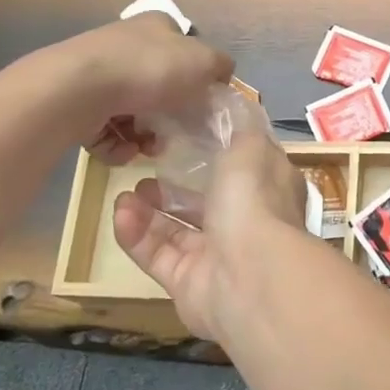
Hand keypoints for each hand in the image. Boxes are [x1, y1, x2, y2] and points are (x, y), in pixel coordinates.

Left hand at [64, 13, 233, 163]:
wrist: (78, 89)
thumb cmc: (150, 69)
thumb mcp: (203, 62)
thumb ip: (221, 67)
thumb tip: (223, 76)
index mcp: (156, 26)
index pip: (183, 47)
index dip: (196, 74)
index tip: (202, 102)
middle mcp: (125, 45)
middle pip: (158, 85)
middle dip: (170, 114)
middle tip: (176, 133)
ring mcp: (98, 75)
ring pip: (133, 112)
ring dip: (144, 136)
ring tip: (147, 149)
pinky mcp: (77, 104)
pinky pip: (106, 132)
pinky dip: (118, 146)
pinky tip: (124, 151)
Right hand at [111, 119, 308, 340]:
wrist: (250, 277)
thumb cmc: (254, 201)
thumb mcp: (251, 147)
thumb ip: (240, 127)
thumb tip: (236, 105)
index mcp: (270, 190)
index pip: (246, 167)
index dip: (220, 151)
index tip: (188, 134)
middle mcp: (248, 223)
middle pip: (209, 202)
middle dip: (177, 186)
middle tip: (148, 166)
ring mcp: (218, 256)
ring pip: (178, 230)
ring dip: (151, 210)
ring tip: (126, 192)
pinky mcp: (188, 284)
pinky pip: (158, 255)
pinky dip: (137, 235)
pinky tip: (119, 213)